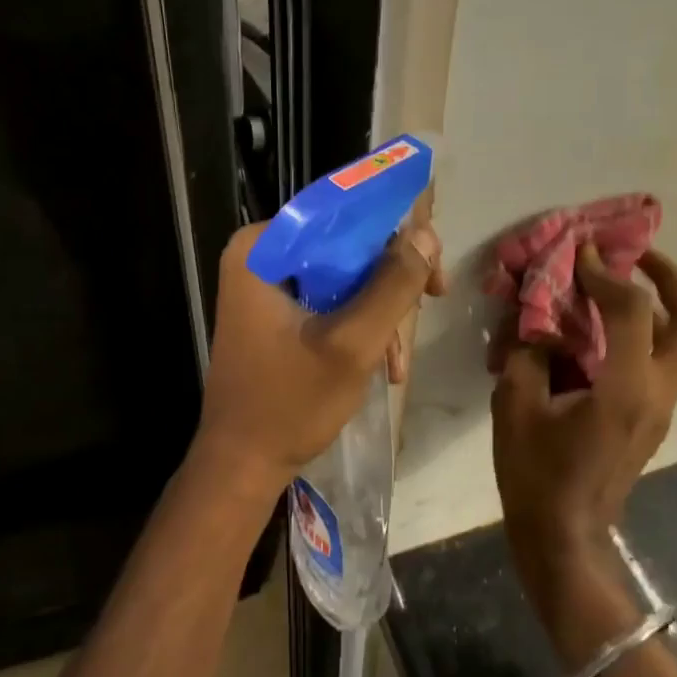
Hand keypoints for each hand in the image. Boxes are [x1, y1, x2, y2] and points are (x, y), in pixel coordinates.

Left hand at [194, 216, 447, 499]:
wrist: (242, 465)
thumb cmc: (290, 403)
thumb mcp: (352, 344)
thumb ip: (392, 286)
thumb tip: (425, 236)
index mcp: (262, 248)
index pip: (340, 212)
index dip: (393, 230)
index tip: (431, 260)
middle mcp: (260, 254)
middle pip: (345, 244)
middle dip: (391, 279)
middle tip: (434, 298)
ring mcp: (266, 284)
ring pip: (344, 274)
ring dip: (380, 311)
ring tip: (399, 360)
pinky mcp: (276, 311)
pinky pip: (330, 299)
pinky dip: (360, 325)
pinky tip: (384, 364)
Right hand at [490, 246, 676, 614]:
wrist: (564, 539)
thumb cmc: (536, 476)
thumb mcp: (515, 406)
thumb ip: (528, 353)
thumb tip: (538, 324)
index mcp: (625, 389)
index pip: (632, 309)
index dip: (606, 273)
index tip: (581, 253)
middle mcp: (658, 393)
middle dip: (668, 277)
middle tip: (635, 255)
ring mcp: (661, 408)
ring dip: (656, 305)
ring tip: (613, 287)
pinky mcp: (652, 419)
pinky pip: (660, 361)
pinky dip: (640, 333)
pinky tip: (597, 333)